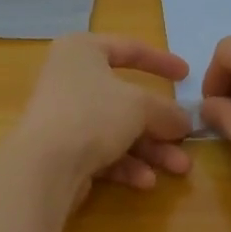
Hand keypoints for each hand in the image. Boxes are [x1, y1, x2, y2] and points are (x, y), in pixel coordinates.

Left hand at [12, 33, 194, 204]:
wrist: (43, 167)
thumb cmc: (92, 114)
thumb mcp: (140, 106)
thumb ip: (166, 111)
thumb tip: (184, 121)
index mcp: (82, 51)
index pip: (129, 49)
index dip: (161, 61)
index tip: (186, 75)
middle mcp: (70, 79)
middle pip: (126, 99)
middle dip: (160, 123)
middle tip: (185, 139)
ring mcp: (64, 116)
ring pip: (117, 129)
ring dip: (150, 150)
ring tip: (179, 169)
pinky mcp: (61, 151)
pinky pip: (101, 152)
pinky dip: (126, 164)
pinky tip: (146, 182)